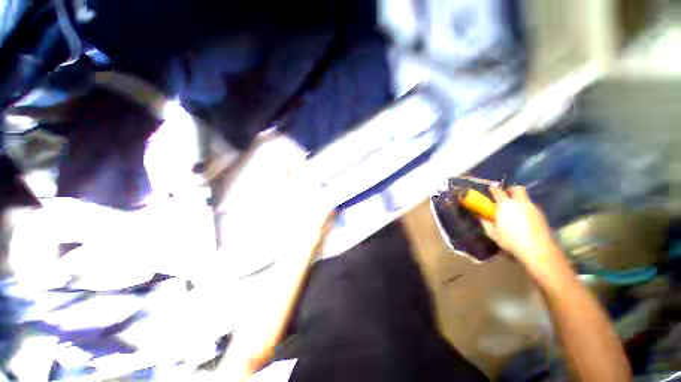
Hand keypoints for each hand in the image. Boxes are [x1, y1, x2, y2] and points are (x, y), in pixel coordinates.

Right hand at [480, 186, 561, 274]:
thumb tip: (481, 217)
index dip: (494, 189)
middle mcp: (519, 203)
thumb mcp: (493, 233)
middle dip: (511, 190)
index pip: (498, 192)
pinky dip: (526, 208)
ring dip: (519, 200)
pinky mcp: (541, 214)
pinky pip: (531, 207)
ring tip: (515, 208)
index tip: (491, 187)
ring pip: (526, 197)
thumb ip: (486, 223)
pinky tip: (523, 218)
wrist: (537, 249)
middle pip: (517, 189)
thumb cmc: (511, 240)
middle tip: (507, 195)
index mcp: (505, 205)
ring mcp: (532, 208)